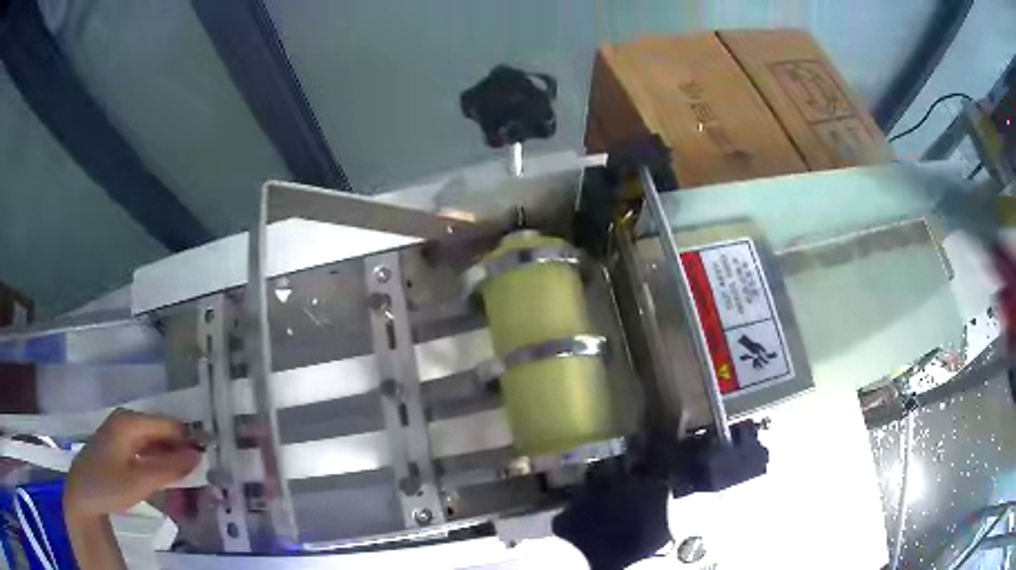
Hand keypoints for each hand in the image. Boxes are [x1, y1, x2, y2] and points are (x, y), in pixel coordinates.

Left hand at [64, 409, 200, 515]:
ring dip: (172, 457)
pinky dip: (160, 461)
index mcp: (130, 421)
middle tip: (207, 470)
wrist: (82, 494)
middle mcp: (127, 421)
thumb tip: (198, 456)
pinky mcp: (120, 447)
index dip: (190, 438)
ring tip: (193, 475)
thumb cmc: (108, 485)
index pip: (168, 425)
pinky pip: (146, 450)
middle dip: (182, 449)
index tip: (212, 455)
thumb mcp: (139, 481)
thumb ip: (168, 468)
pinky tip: (170, 475)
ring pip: (155, 442)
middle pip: (161, 431)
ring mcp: (122, 433)